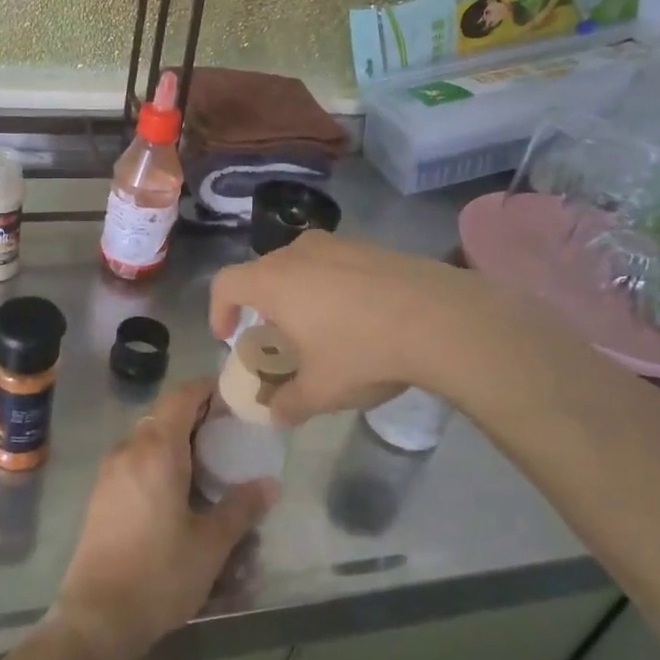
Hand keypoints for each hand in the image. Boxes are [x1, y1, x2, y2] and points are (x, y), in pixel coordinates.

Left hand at [55, 380, 276, 659]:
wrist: (97, 617)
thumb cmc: (159, 575)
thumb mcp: (211, 544)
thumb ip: (241, 508)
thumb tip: (270, 483)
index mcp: (156, 450)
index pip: (182, 396)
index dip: (208, 390)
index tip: (234, 399)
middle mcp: (129, 449)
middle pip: (165, 415)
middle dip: (197, 418)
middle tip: (230, 436)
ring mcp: (110, 472)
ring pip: (149, 439)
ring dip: (177, 442)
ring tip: (209, 466)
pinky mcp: (101, 494)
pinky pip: (135, 461)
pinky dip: (159, 462)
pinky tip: (179, 493)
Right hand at [208, 230, 526, 425]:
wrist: (441, 318)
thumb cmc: (363, 352)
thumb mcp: (321, 390)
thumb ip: (288, 404)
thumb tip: (273, 415)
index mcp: (273, 281)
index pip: (226, 284)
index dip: (218, 310)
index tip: (229, 337)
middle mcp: (298, 253)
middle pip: (263, 272)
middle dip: (261, 305)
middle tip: (277, 338)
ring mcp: (338, 244)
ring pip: (301, 265)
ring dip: (298, 293)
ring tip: (319, 327)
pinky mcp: (372, 246)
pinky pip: (335, 263)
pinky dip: (332, 285)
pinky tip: (359, 316)